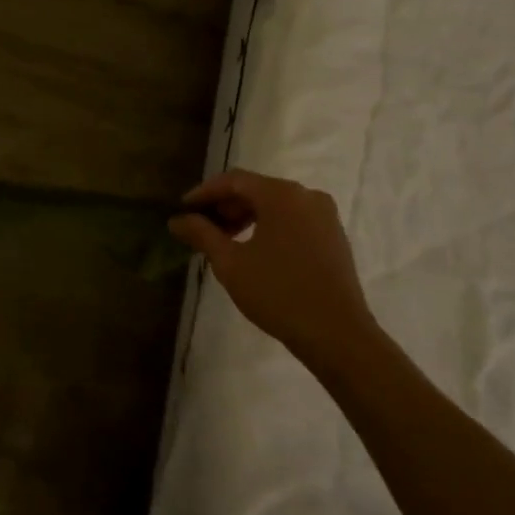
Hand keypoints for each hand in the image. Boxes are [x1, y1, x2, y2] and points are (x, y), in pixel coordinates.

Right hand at [168, 169, 378, 370]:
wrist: (337, 334)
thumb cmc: (278, 293)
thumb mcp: (231, 264)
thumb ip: (202, 235)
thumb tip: (177, 220)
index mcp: (281, 194)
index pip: (234, 180)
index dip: (205, 192)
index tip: (182, 209)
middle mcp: (306, 195)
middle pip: (256, 189)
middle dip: (226, 206)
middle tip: (201, 227)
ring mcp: (324, 215)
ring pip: (276, 205)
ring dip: (247, 217)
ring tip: (225, 241)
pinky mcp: (334, 236)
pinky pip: (294, 219)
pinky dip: (270, 226)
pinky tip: (255, 250)